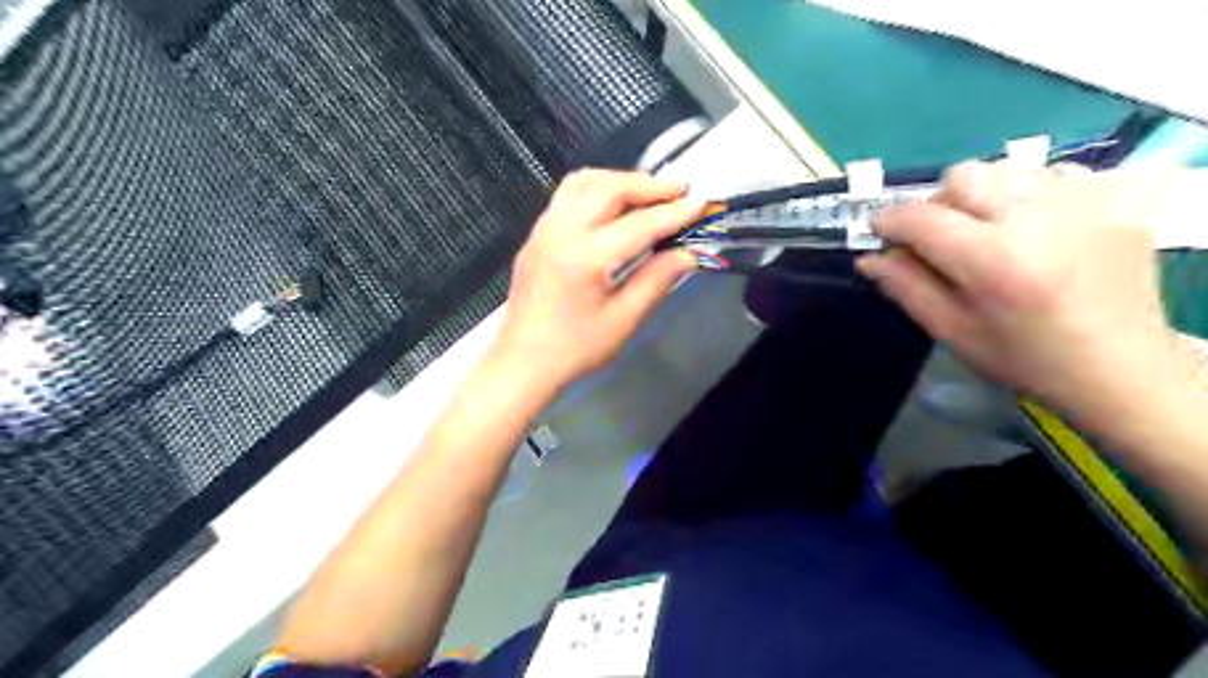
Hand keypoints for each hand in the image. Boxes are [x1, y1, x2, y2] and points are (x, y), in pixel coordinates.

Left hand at [489, 169, 697, 391]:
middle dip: (648, 185)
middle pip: (609, 188)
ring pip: (583, 183)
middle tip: (679, 190)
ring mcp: (543, 230)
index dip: (674, 212)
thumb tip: (686, 254)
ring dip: (619, 180)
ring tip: (647, 193)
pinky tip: (612, 206)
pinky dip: (595, 189)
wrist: (522, 364)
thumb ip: (656, 281)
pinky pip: (567, 196)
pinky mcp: (536, 236)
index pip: (639, 224)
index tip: (701, 203)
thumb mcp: (623, 321)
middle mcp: (561, 231)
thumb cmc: (574, 350)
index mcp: (585, 256)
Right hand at [859, 159, 1186, 422]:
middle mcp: (1039, 218)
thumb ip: (906, 287)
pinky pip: (1050, 173)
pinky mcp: (1114, 197)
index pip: (922, 217)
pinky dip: (1027, 194)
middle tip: (940, 239)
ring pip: (1004, 170)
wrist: (1122, 367)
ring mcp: (1084, 201)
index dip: (890, 221)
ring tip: (988, 233)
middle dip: (937, 205)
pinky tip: (1033, 229)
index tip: (881, 232)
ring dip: (981, 198)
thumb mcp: (952, 331)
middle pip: (962, 177)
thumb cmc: (1025, 358)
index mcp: (994, 260)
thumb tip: (869, 257)